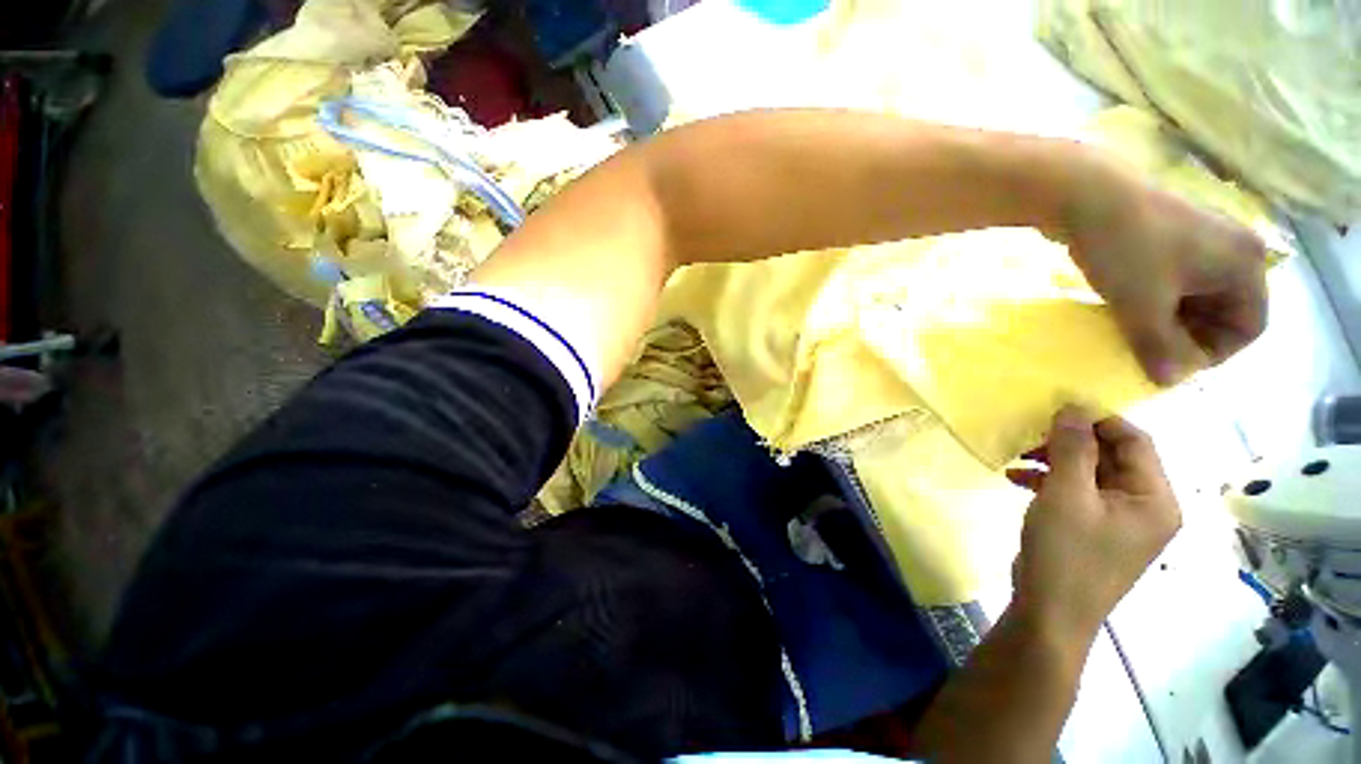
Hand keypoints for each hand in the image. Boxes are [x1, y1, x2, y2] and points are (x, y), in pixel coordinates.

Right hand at [1005, 406, 1180, 638]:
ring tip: (1018, 456)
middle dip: (1070, 442)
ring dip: (1055, 460)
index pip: (1135, 441)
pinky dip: (1050, 481)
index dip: (1097, 420)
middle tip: (1029, 436)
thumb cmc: (1066, 553)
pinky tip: (1016, 478)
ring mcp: (1121, 521)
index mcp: (1155, 498)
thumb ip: (1073, 448)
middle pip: (1112, 457)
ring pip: (1091, 473)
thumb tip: (1074, 407)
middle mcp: (1146, 507)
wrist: (1050, 614)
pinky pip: (1079, 493)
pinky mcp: (1096, 530)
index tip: (1054, 411)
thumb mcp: (1066, 495)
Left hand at [1064, 157, 1268, 384]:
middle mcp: (1235, 249)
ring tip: (1132, 330)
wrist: (1084, 195)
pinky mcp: (1172, 234)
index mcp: (1245, 265)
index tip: (1170, 362)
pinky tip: (1125, 308)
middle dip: (1188, 337)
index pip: (1249, 328)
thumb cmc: (1126, 250)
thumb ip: (1159, 347)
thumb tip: (1170, 380)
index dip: (1213, 353)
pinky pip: (1175, 279)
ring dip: (1168, 320)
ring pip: (1196, 297)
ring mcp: (1203, 239)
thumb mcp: (1143, 307)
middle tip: (1147, 350)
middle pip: (1224, 313)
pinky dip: (1156, 299)